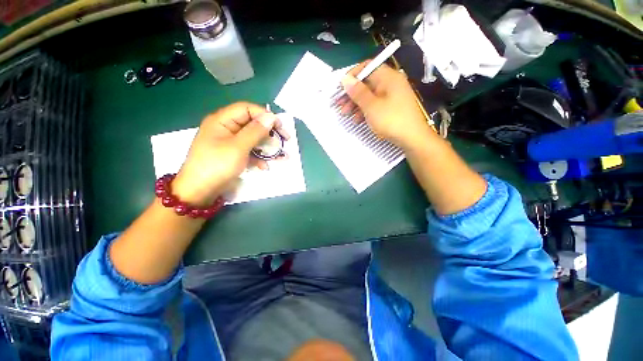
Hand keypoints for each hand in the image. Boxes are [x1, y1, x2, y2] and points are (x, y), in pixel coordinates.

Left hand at [172, 102, 287, 205]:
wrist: (200, 191)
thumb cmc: (217, 165)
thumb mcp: (238, 147)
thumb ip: (255, 131)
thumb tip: (271, 117)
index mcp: (222, 120)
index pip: (247, 109)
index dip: (264, 115)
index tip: (280, 127)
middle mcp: (226, 128)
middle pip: (252, 124)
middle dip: (269, 133)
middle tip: (285, 141)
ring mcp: (230, 143)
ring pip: (253, 139)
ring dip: (267, 147)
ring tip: (281, 156)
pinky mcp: (233, 155)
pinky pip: (249, 151)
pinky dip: (258, 157)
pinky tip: (265, 166)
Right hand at [341, 62, 435, 149]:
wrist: (413, 138)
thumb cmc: (391, 120)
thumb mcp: (371, 106)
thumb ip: (357, 92)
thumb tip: (345, 78)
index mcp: (388, 77)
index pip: (367, 67)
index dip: (352, 76)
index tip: (340, 87)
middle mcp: (390, 83)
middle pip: (367, 83)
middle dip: (351, 93)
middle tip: (339, 104)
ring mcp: (391, 96)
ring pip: (369, 96)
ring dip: (356, 104)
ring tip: (345, 114)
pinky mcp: (391, 108)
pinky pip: (375, 105)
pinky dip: (365, 111)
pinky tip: (357, 120)